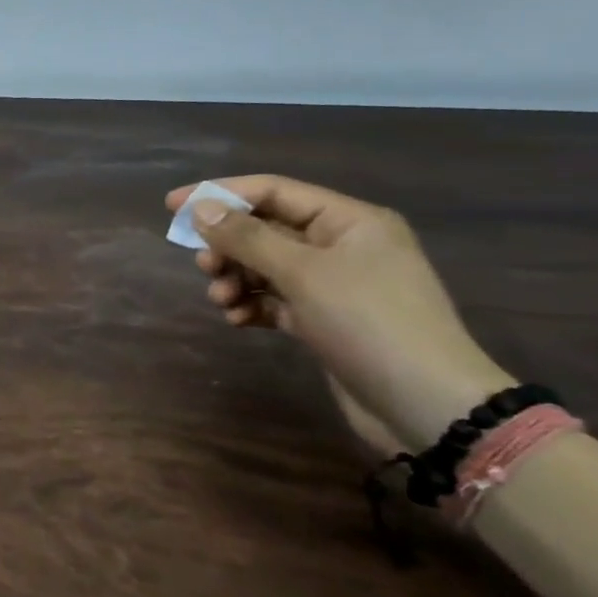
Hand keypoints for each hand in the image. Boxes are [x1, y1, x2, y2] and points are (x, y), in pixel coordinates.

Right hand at [167, 176, 511, 451]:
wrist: (426, 405)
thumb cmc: (368, 323)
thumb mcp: (303, 273)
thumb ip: (247, 237)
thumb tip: (200, 208)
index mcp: (348, 221)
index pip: (272, 191)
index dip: (220, 194)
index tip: (172, 207)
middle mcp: (342, 246)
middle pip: (266, 230)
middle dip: (229, 246)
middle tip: (204, 266)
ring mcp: (335, 285)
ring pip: (266, 267)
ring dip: (236, 279)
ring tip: (222, 301)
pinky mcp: (325, 321)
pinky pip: (275, 300)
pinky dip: (252, 305)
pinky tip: (239, 321)